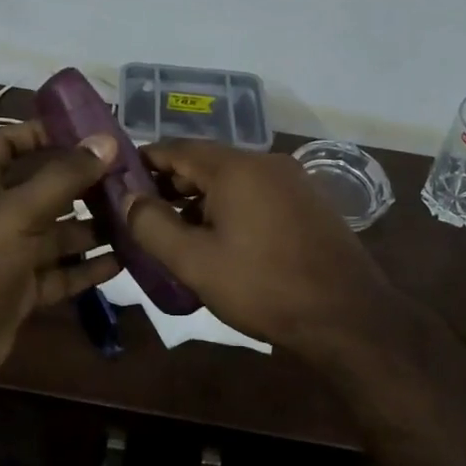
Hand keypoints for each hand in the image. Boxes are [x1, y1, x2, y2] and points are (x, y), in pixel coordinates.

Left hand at [0, 120, 122, 388]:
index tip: (78, 131)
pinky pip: (62, 272)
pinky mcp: (24, 289)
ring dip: (92, 226)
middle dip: (80, 184)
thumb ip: (65, 176)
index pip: (4, 144)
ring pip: (57, 233)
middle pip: (42, 189)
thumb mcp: (20, 210)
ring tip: (134, 217)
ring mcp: (10, 254)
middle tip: (125, 176)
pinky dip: (88, 267)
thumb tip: (107, 141)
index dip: (35, 133)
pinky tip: (124, 259)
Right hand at [125, 139, 397, 365]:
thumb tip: (127, 198)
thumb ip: (152, 225)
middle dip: (170, 185)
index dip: (144, 162)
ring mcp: (291, 181)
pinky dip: (230, 207)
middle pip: (205, 162)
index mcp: (235, 167)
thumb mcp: (195, 262)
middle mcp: (265, 162)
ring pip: (232, 180)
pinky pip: (256, 194)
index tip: (118, 181)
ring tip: (175, 232)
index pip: (176, 149)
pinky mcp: (308, 203)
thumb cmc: (263, 287)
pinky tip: (220, 240)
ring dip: (200, 199)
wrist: (347, 316)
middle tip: (142, 214)